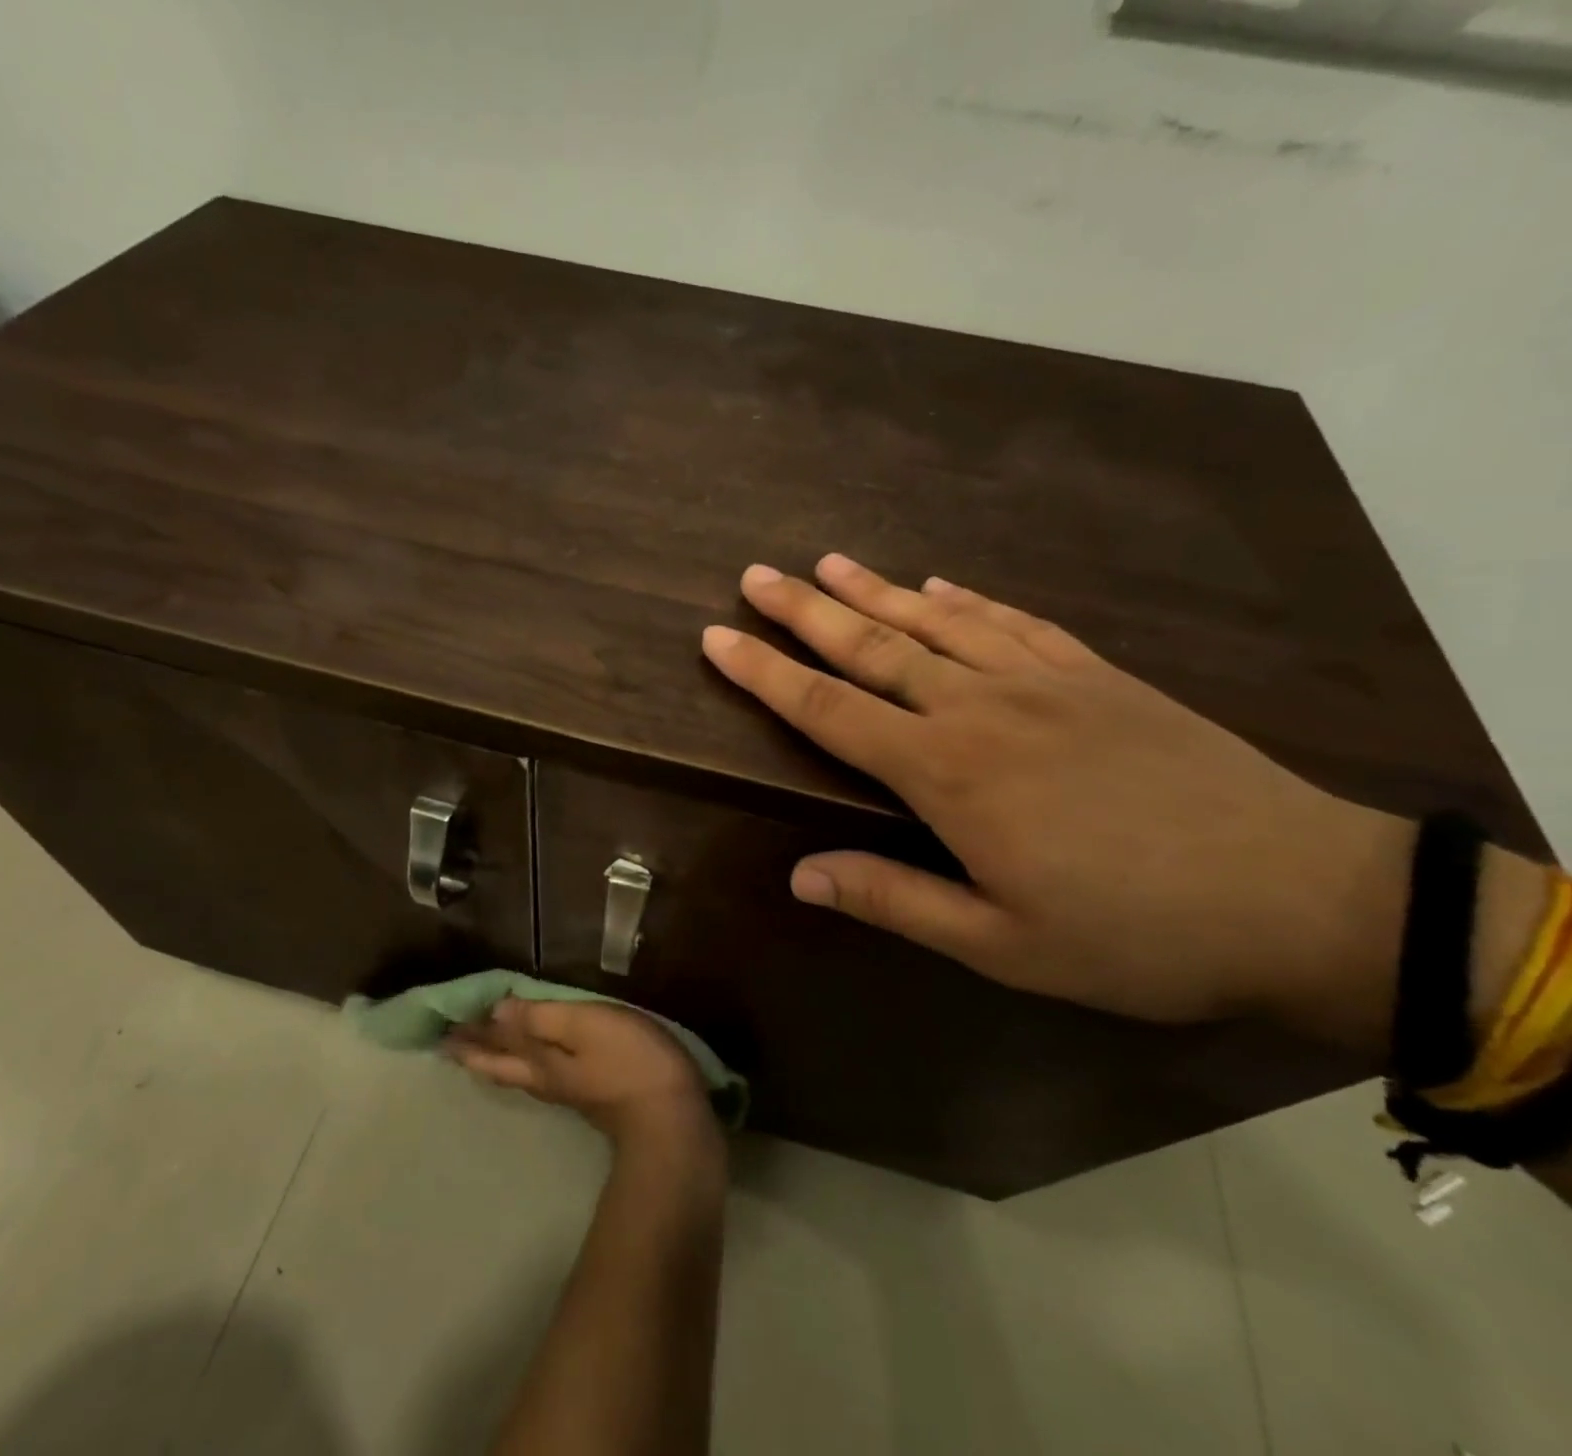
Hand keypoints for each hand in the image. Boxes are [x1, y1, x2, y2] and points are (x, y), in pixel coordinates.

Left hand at [447, 999, 719, 1150]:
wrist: (673, 1125)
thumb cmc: (629, 1064)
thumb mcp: (584, 1027)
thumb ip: (541, 1018)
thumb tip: (497, 1010)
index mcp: (540, 1062)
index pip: (494, 1044)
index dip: (469, 1034)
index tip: (442, 1025)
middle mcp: (546, 1080)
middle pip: (502, 1064)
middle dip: (475, 1050)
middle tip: (449, 1040)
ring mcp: (570, 1092)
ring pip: (520, 1072)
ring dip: (497, 1057)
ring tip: (481, 1048)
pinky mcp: (594, 1096)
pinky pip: (545, 1073)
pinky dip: (528, 1061)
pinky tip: (538, 1060)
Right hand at [701, 554, 1416, 1039]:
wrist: (1302, 896)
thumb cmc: (1136, 934)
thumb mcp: (1003, 944)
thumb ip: (895, 901)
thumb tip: (800, 877)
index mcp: (947, 774)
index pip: (828, 711)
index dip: (765, 673)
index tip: (717, 637)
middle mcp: (981, 709)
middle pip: (872, 647)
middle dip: (805, 610)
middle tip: (755, 575)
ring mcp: (1043, 682)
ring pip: (936, 622)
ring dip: (876, 590)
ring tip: (827, 561)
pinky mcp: (1097, 676)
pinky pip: (1014, 622)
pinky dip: (968, 599)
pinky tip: (939, 584)